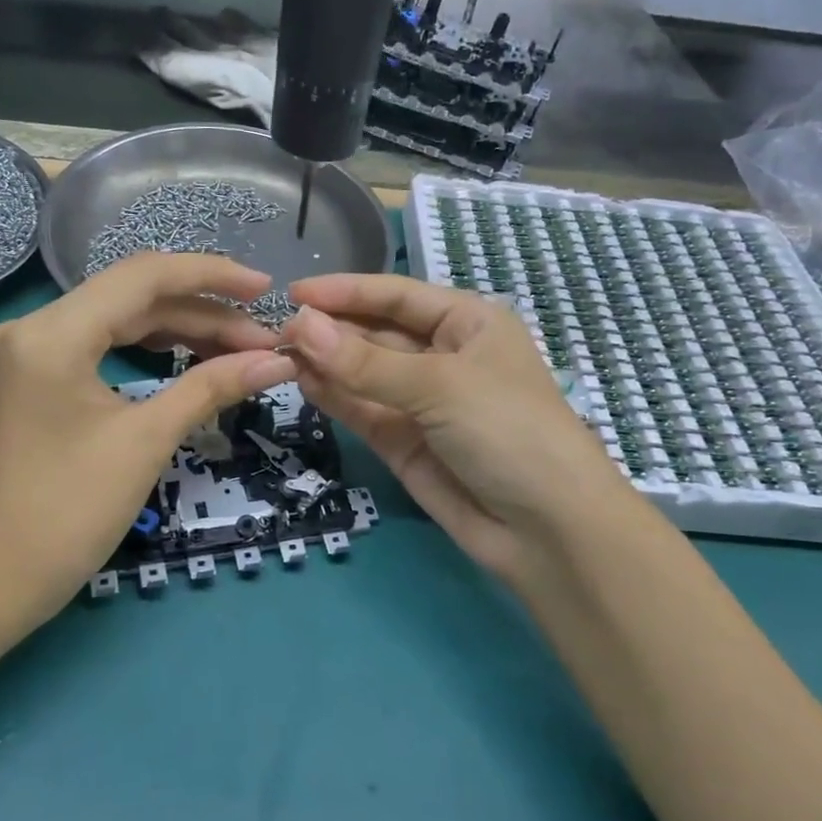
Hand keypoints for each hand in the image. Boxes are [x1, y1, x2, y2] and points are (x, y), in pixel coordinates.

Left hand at [0, 254, 296, 617]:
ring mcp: (33, 354)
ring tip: (242, 350)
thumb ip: (211, 388)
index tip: (267, 288)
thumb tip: (278, 361)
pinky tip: (193, 360)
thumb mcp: (147, 441)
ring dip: (183, 332)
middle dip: (205, 314)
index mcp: (54, 332)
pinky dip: (152, 352)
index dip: (212, 275)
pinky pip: (105, 347)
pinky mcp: (38, 380)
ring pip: (122, 322)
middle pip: (136, 297)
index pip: (144, 276)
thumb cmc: (67, 512)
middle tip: (264, 340)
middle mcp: (37, 328)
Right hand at [280, 274, 633, 593]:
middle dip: (331, 329)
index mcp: (468, 323)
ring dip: (325, 362)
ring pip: (363, 373)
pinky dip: (334, 397)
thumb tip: (299, 326)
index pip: (396, 295)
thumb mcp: (440, 385)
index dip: (346, 291)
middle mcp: (443, 356)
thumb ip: (365, 362)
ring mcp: (422, 402)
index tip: (293, 292)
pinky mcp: (404, 443)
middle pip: (376, 333)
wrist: (547, 529)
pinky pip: (363, 410)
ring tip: (277, 353)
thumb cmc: (508, 430)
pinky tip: (301, 381)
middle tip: (274, 329)